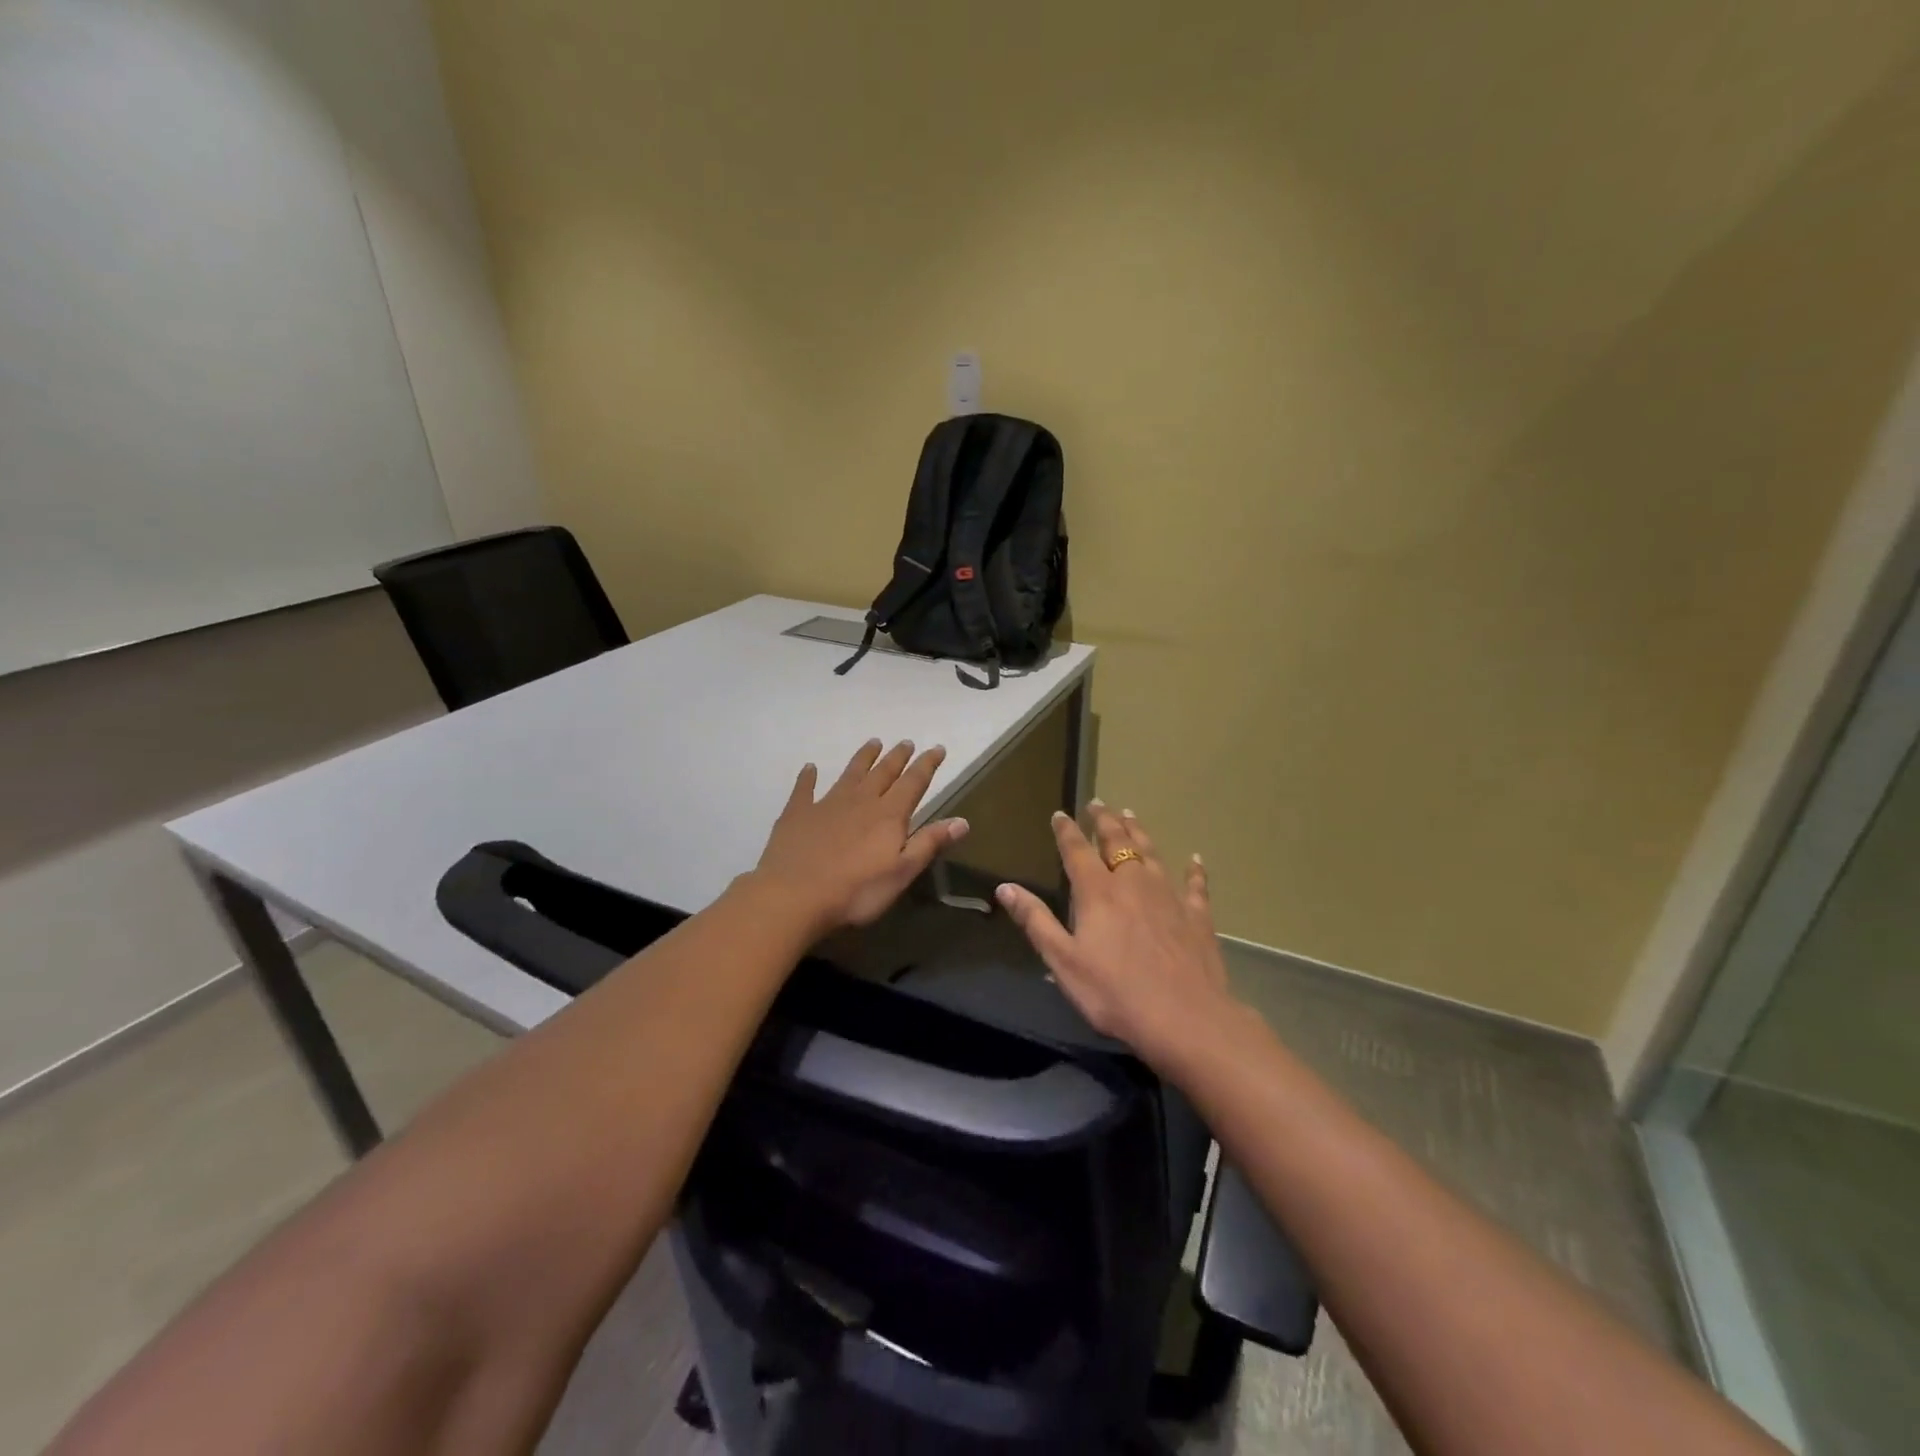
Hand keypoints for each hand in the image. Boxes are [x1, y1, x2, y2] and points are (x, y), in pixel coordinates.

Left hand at [752, 738, 968, 935]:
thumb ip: (929, 843)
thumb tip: (963, 821)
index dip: (927, 765)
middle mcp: (861, 801)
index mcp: (888, 815)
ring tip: (873, 743)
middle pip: (883, 772)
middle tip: (906, 742)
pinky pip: (805, 789)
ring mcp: (826, 804)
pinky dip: (808, 777)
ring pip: (850, 774)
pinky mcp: (797, 814)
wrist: (794, 896)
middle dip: (897, 757)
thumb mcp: (901, 873)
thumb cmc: (856, 892)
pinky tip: (809, 768)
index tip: (938, 749)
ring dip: (863, 758)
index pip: (914, 782)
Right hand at [995, 802, 1243, 1069]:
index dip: (1067, 831)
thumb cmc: (1115, 993)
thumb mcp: (1064, 962)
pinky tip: (1196, 859)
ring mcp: (1169, 897)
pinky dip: (1194, 870)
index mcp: (1098, 893)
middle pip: (1118, 842)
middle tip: (1098, 803)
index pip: (1077, 851)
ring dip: (1139, 832)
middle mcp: (1133, 883)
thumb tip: (1006, 887)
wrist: (1185, 1018)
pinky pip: (1195, 885)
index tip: (1060, 813)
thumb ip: (1035, 921)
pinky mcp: (1197, 916)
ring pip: (1152, 853)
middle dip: (1105, 821)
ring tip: (1131, 814)